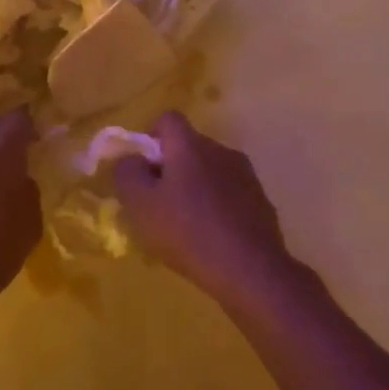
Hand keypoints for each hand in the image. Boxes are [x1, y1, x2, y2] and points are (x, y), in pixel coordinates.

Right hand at [114, 111, 295, 304]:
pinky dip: (215, 208)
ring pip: (209, 172)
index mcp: (190, 145)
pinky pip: (229, 194)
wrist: (251, 270)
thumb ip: (127, 173)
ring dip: (194, 188)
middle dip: (170, 168)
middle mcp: (221, 151)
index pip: (168, 119)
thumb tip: (131, 159)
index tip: (142, 169)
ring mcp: (245, 176)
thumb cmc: (187, 232)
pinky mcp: (261, 202)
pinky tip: (209, 239)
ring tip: (184, 226)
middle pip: (188, 147)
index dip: (150, 138)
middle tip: (157, 203)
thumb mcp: (140, 204)